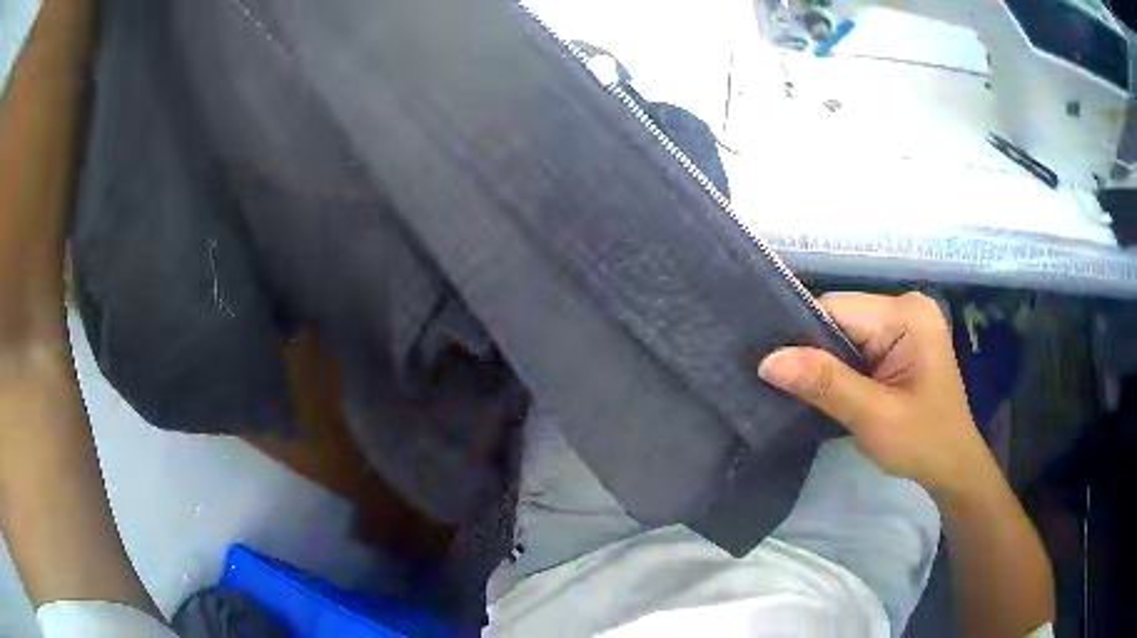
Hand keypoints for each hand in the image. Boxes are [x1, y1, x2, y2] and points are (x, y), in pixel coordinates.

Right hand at [758, 292, 992, 499]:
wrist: (952, 467)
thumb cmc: (921, 443)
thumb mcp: (873, 417)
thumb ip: (825, 384)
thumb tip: (768, 361)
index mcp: (907, 314)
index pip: (837, 309)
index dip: (801, 335)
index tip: (767, 367)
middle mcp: (905, 307)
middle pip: (840, 318)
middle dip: (813, 351)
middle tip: (777, 384)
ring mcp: (904, 324)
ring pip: (844, 333)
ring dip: (824, 362)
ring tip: (795, 388)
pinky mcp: (899, 342)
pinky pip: (856, 345)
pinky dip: (838, 368)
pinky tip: (824, 387)